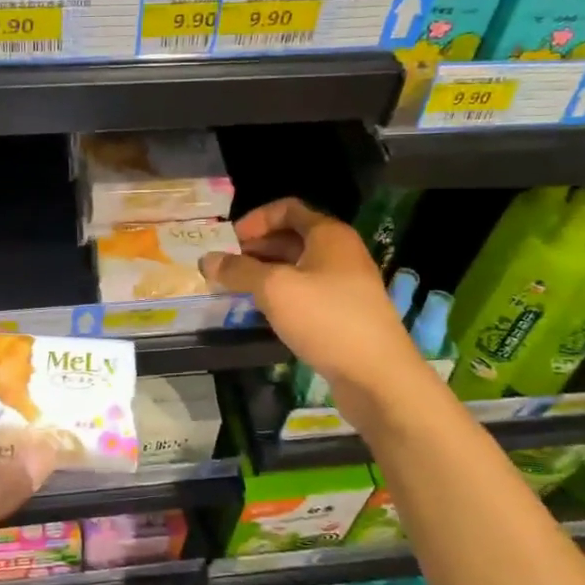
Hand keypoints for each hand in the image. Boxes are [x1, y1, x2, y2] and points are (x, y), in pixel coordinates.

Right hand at [202, 198, 422, 421]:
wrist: (377, 375)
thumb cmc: (326, 319)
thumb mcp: (274, 289)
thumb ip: (239, 270)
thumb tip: (206, 259)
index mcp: (329, 234)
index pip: (287, 209)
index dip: (255, 219)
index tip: (229, 241)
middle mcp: (340, 252)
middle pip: (292, 237)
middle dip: (256, 247)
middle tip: (226, 267)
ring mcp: (346, 283)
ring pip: (298, 266)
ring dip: (266, 272)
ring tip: (237, 289)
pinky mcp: (345, 312)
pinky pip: (307, 291)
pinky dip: (282, 294)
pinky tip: (263, 311)